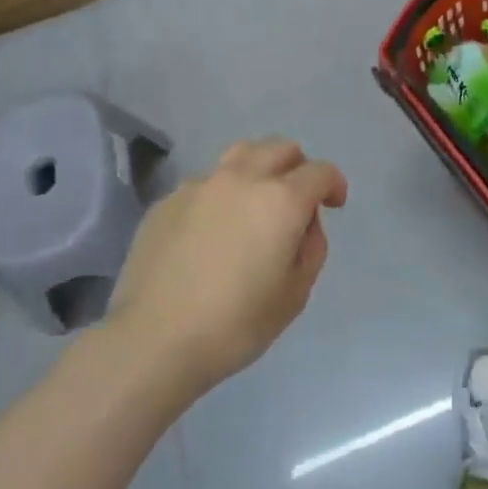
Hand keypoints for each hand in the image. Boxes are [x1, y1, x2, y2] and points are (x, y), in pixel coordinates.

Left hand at [107, 137, 346, 401]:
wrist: (153, 340)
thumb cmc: (235, 324)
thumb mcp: (295, 295)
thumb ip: (311, 248)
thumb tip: (303, 225)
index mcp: (281, 200)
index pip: (320, 171)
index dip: (334, 184)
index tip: (334, 205)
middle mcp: (242, 179)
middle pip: (280, 148)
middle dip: (298, 167)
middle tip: (297, 199)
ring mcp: (200, 185)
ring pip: (240, 154)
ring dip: (259, 168)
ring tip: (255, 200)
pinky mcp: (168, 201)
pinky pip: (206, 183)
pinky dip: (221, 194)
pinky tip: (212, 230)